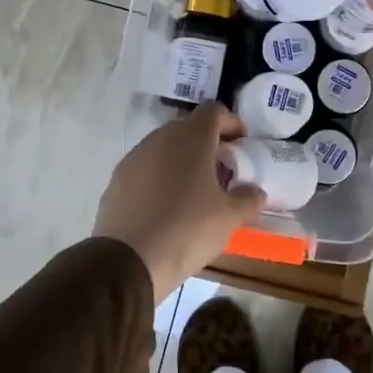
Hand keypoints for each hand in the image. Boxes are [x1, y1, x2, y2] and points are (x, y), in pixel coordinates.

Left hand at [94, 103, 265, 301]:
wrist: (127, 261)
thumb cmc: (187, 229)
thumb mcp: (229, 217)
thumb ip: (248, 198)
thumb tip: (255, 191)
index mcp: (191, 138)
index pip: (214, 111)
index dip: (231, 123)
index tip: (243, 144)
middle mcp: (160, 138)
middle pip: (188, 128)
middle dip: (207, 143)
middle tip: (222, 168)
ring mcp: (134, 158)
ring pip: (164, 148)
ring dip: (182, 160)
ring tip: (195, 189)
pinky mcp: (116, 181)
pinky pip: (145, 169)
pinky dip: (160, 178)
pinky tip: (167, 206)